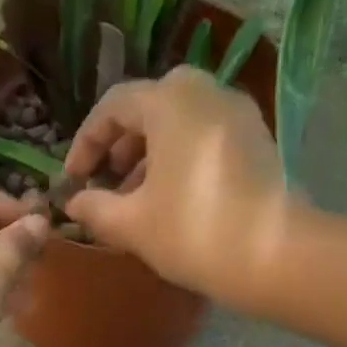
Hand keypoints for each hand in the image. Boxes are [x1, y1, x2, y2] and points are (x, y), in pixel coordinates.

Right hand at [62, 67, 291, 314]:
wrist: (273, 255)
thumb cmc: (192, 232)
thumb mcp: (131, 225)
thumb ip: (95, 208)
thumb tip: (73, 202)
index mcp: (169, 101)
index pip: (113, 106)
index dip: (86, 141)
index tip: (74, 178)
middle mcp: (205, 91)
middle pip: (149, 106)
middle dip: (121, 144)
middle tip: (107, 180)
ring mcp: (237, 112)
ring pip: (179, 120)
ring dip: (150, 153)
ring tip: (136, 197)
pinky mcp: (256, 139)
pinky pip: (205, 135)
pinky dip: (180, 156)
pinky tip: (172, 198)